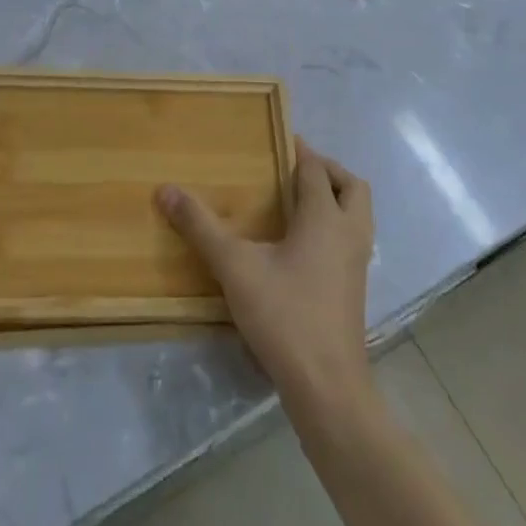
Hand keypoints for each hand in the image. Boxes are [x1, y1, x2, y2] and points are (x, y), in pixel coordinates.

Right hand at [158, 141, 374, 410]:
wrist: (327, 387)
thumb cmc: (285, 315)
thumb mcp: (235, 267)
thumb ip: (201, 227)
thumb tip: (166, 189)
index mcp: (324, 217)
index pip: (315, 169)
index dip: (299, 150)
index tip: (278, 139)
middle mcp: (349, 233)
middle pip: (352, 185)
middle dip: (328, 170)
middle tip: (295, 169)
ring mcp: (358, 263)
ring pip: (358, 214)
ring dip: (337, 198)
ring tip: (299, 203)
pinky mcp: (356, 289)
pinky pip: (353, 239)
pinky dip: (336, 226)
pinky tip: (305, 246)